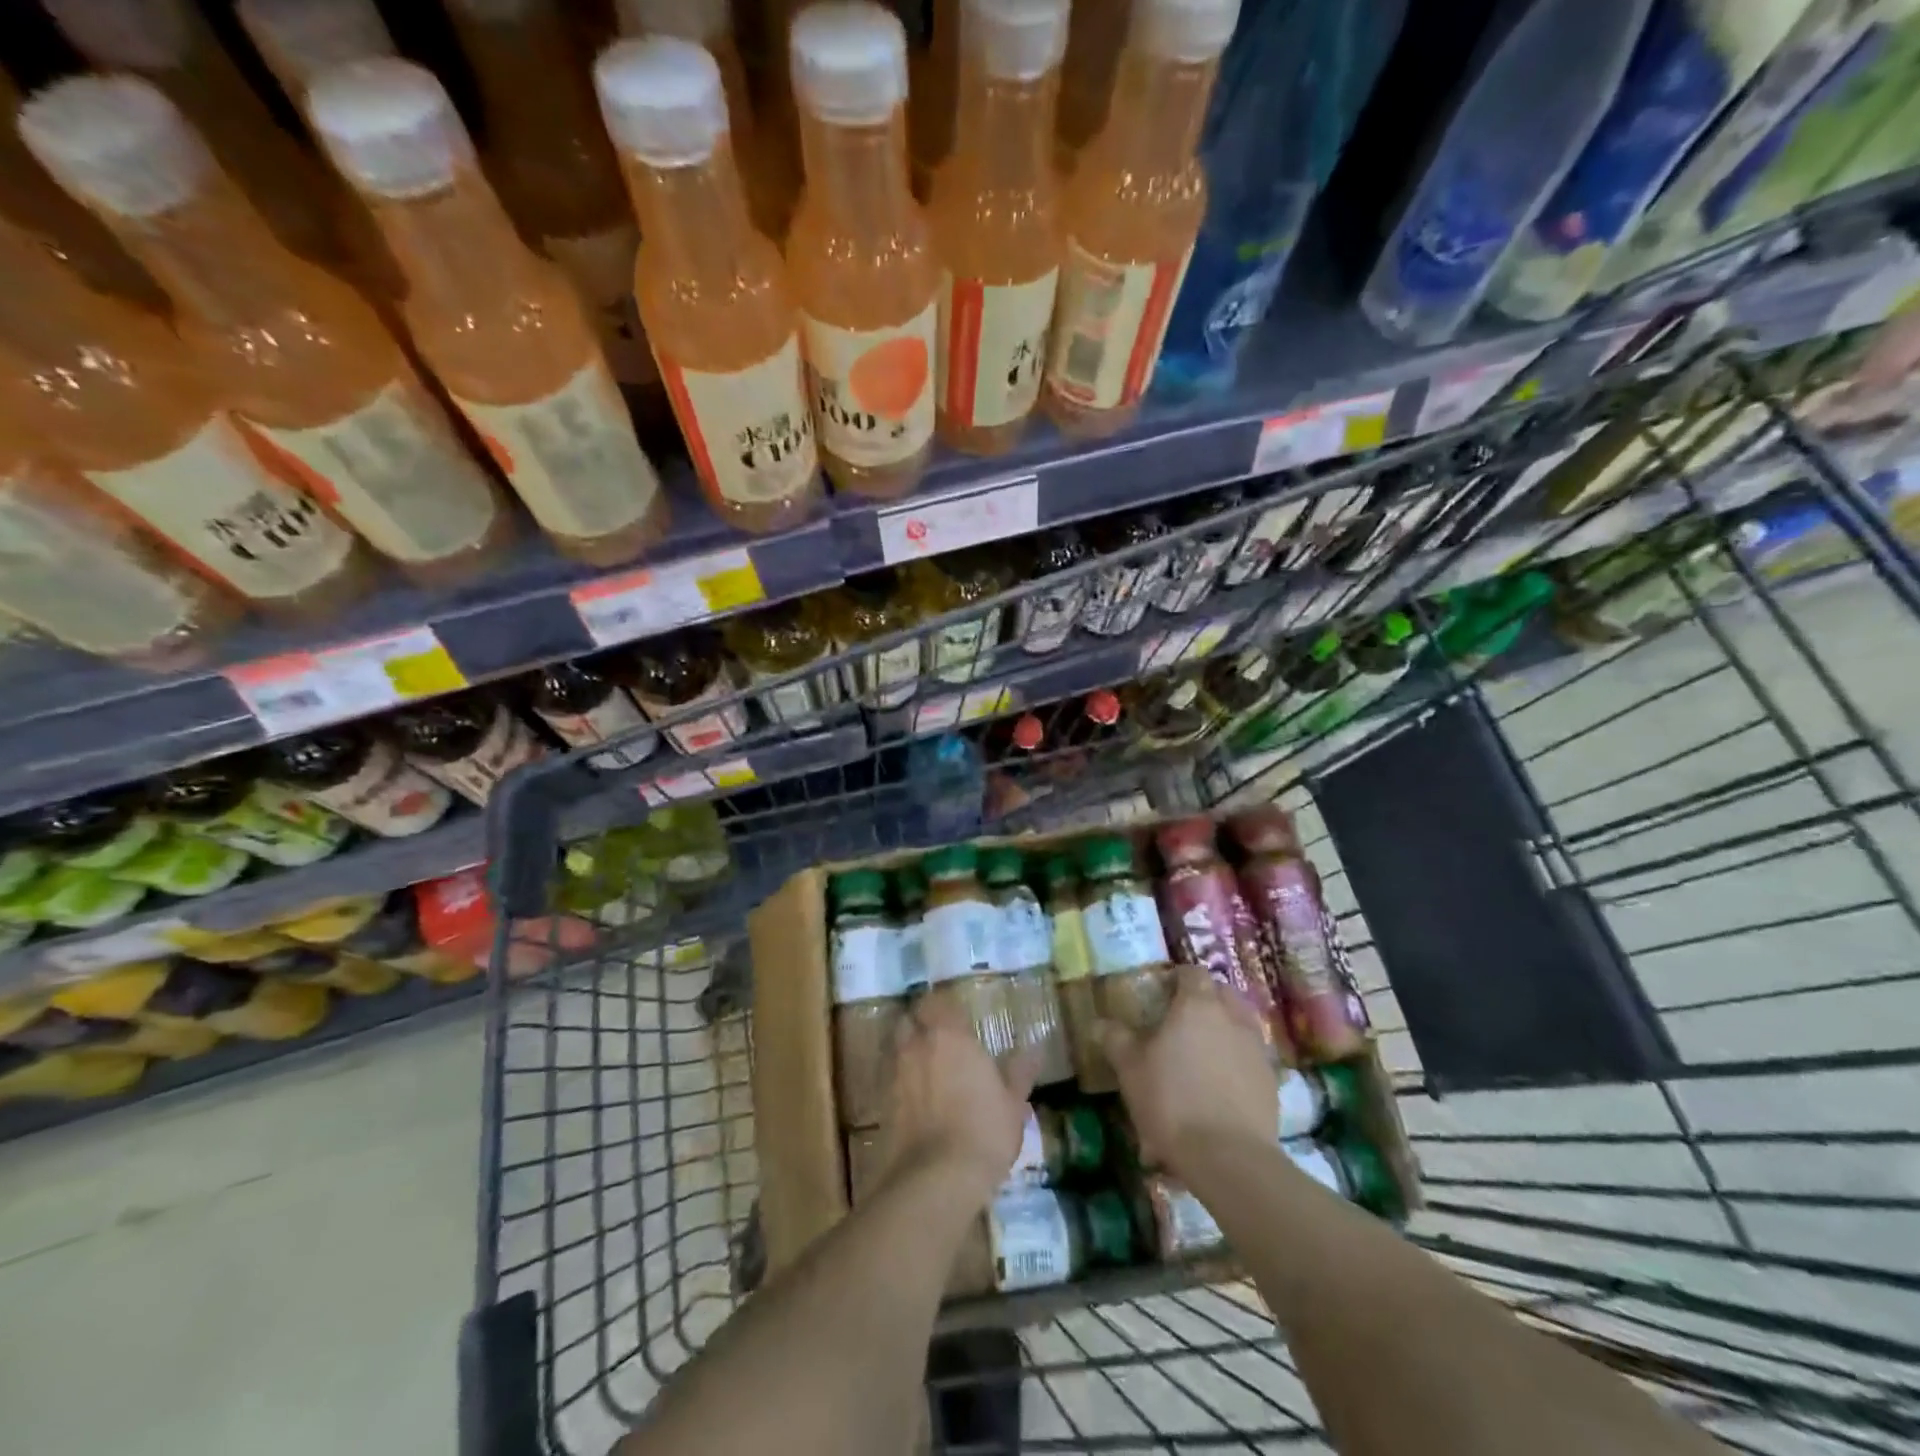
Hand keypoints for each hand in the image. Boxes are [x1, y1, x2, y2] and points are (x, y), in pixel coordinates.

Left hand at [879, 996, 1037, 1209]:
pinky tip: (916, 1101)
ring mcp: (895, 1074)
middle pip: (910, 1020)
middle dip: (921, 1024)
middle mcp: (917, 1046)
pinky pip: (890, 1080)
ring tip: (928, 1069)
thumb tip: (1034, 1049)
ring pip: (897, 1049)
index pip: (937, 1002)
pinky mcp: (881, 1104)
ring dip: (909, 1052)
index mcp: (949, 1036)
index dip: (943, 1006)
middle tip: (940, 1038)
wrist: (935, 1179)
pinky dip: (901, 1083)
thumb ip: (1019, 1072)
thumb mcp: (1012, 1103)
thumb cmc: (983, 1131)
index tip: (956, 1015)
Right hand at [1099, 964, 1277, 1175]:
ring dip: (1224, 1028)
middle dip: (1205, 999)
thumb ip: (1116, 1039)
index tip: (1162, 992)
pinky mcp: (1271, 1081)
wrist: (1229, 1157)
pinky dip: (1238, 1059)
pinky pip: (1251, 1056)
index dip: (1177, 978)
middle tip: (1182, 1020)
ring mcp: (1256, 1048)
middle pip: (1222, 993)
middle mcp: (1232, 1017)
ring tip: (1203, 1052)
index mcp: (1197, 1004)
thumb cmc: (1172, 1100)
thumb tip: (1099, 1023)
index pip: (1192, 972)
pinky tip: (1221, 1083)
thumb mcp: (1130, 1068)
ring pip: (1241, 1023)